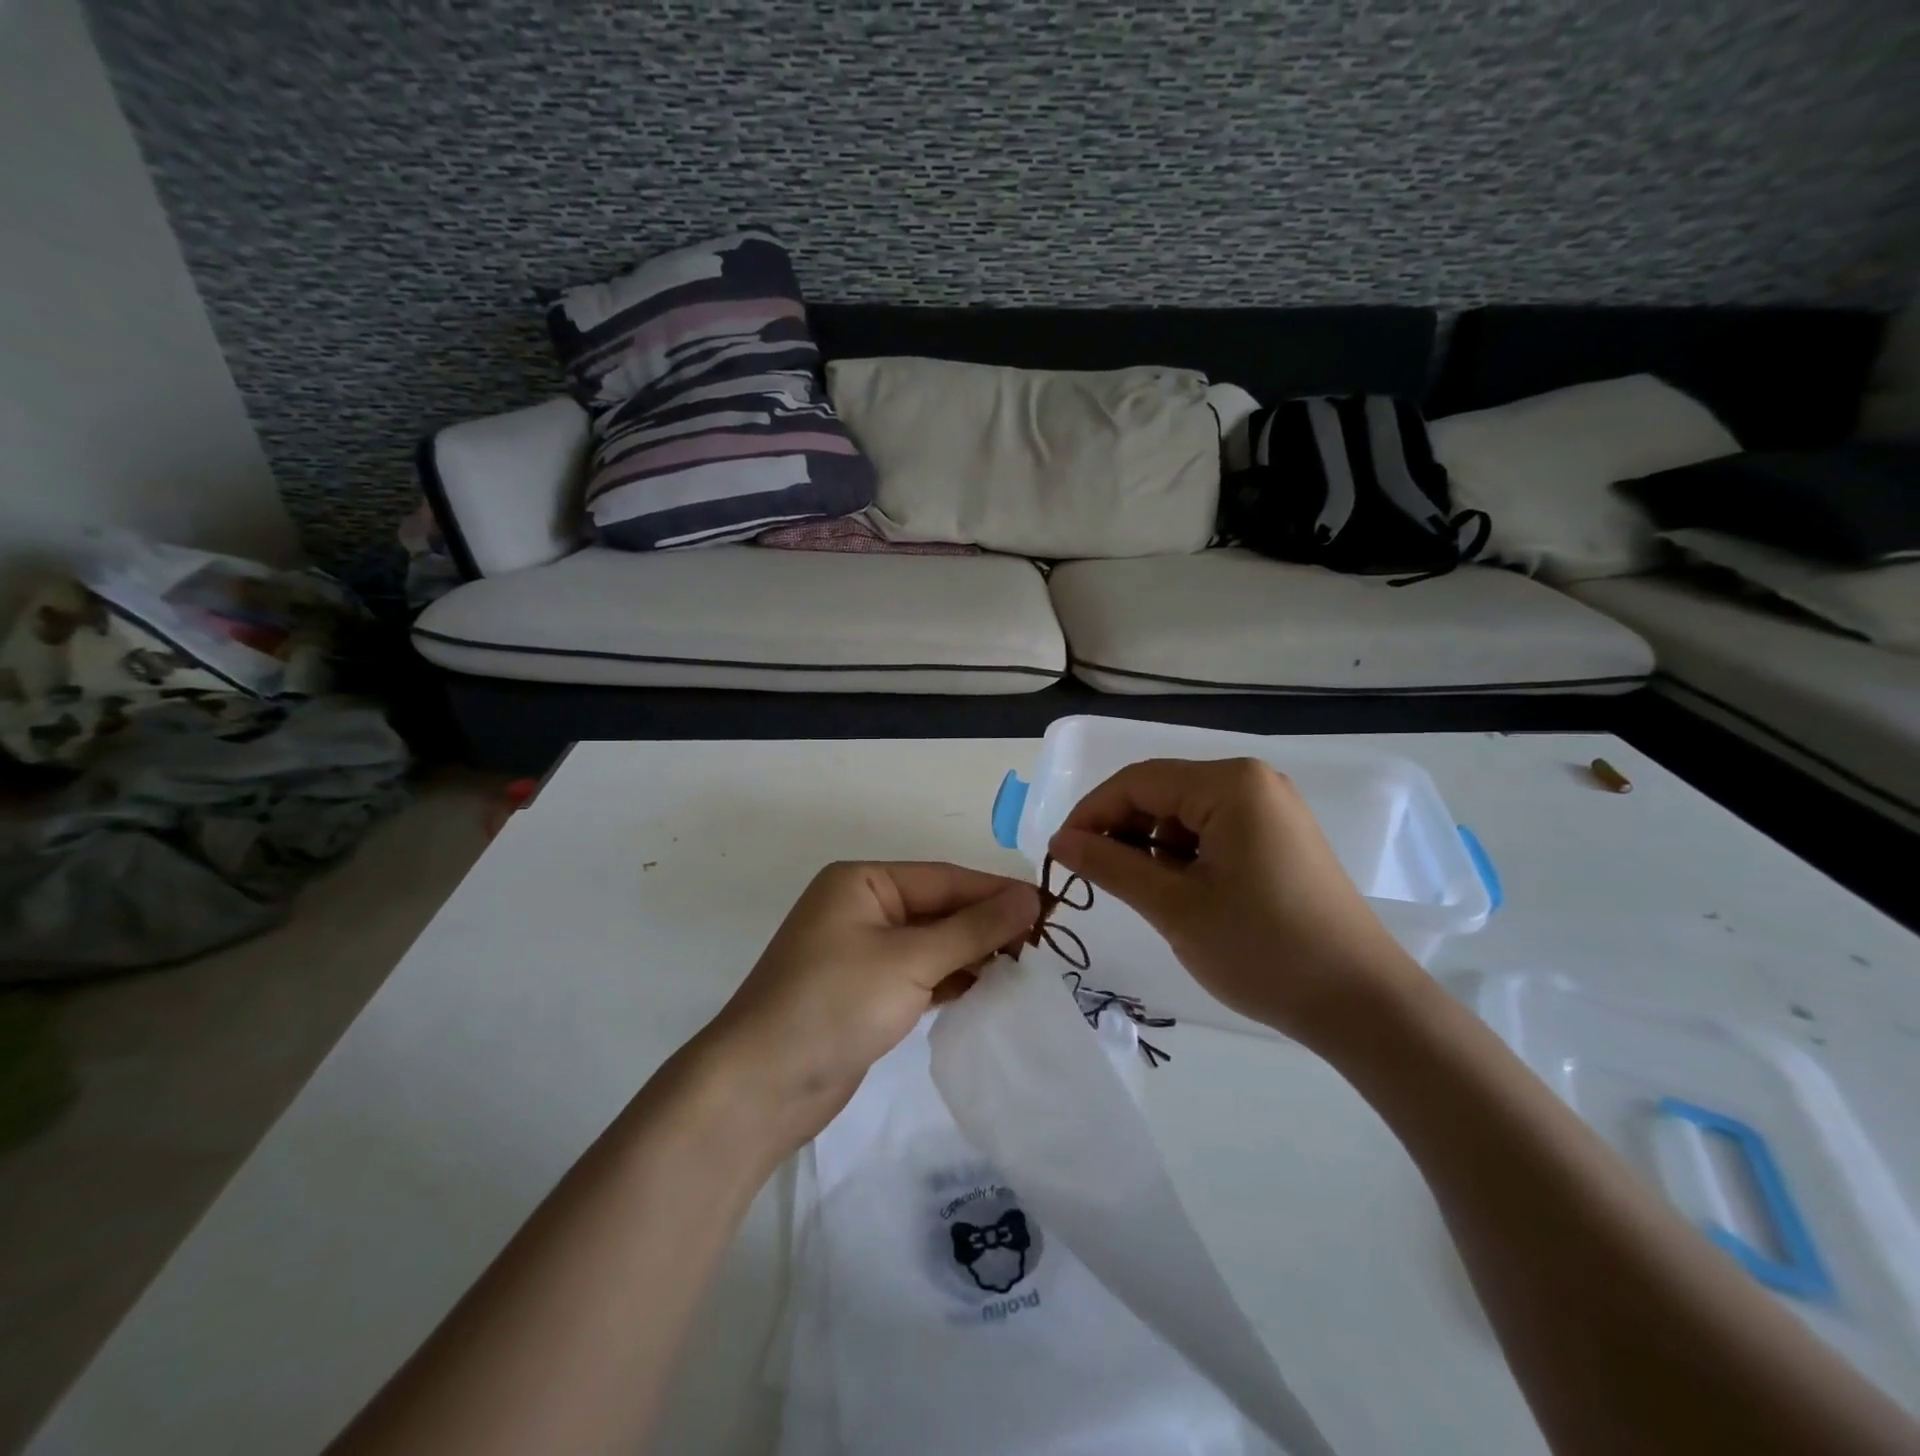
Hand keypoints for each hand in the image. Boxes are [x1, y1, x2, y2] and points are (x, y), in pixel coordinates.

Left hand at [691, 862, 1039, 1155]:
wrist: (760, 1087)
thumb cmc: (834, 1004)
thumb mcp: (909, 960)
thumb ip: (973, 929)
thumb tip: (1030, 897)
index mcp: (863, 882)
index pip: (944, 878)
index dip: (996, 891)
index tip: (1049, 907)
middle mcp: (862, 908)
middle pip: (939, 909)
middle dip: (987, 926)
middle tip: (1045, 943)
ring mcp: (862, 952)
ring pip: (933, 943)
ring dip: (974, 955)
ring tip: (1027, 968)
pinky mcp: (866, 992)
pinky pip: (921, 974)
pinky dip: (952, 980)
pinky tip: (989, 990)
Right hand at [1048, 757, 1423, 1044]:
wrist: (1361, 1004)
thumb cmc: (1262, 948)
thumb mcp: (1174, 906)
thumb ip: (1110, 865)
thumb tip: (1060, 841)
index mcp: (1230, 784)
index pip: (1137, 781)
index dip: (1091, 813)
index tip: (1061, 854)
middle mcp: (1252, 782)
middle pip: (1162, 793)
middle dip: (1121, 830)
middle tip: (1091, 876)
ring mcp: (1271, 810)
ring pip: (1185, 814)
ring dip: (1150, 846)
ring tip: (1136, 891)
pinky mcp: (1280, 838)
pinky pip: (1213, 831)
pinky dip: (1183, 856)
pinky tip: (1176, 892)